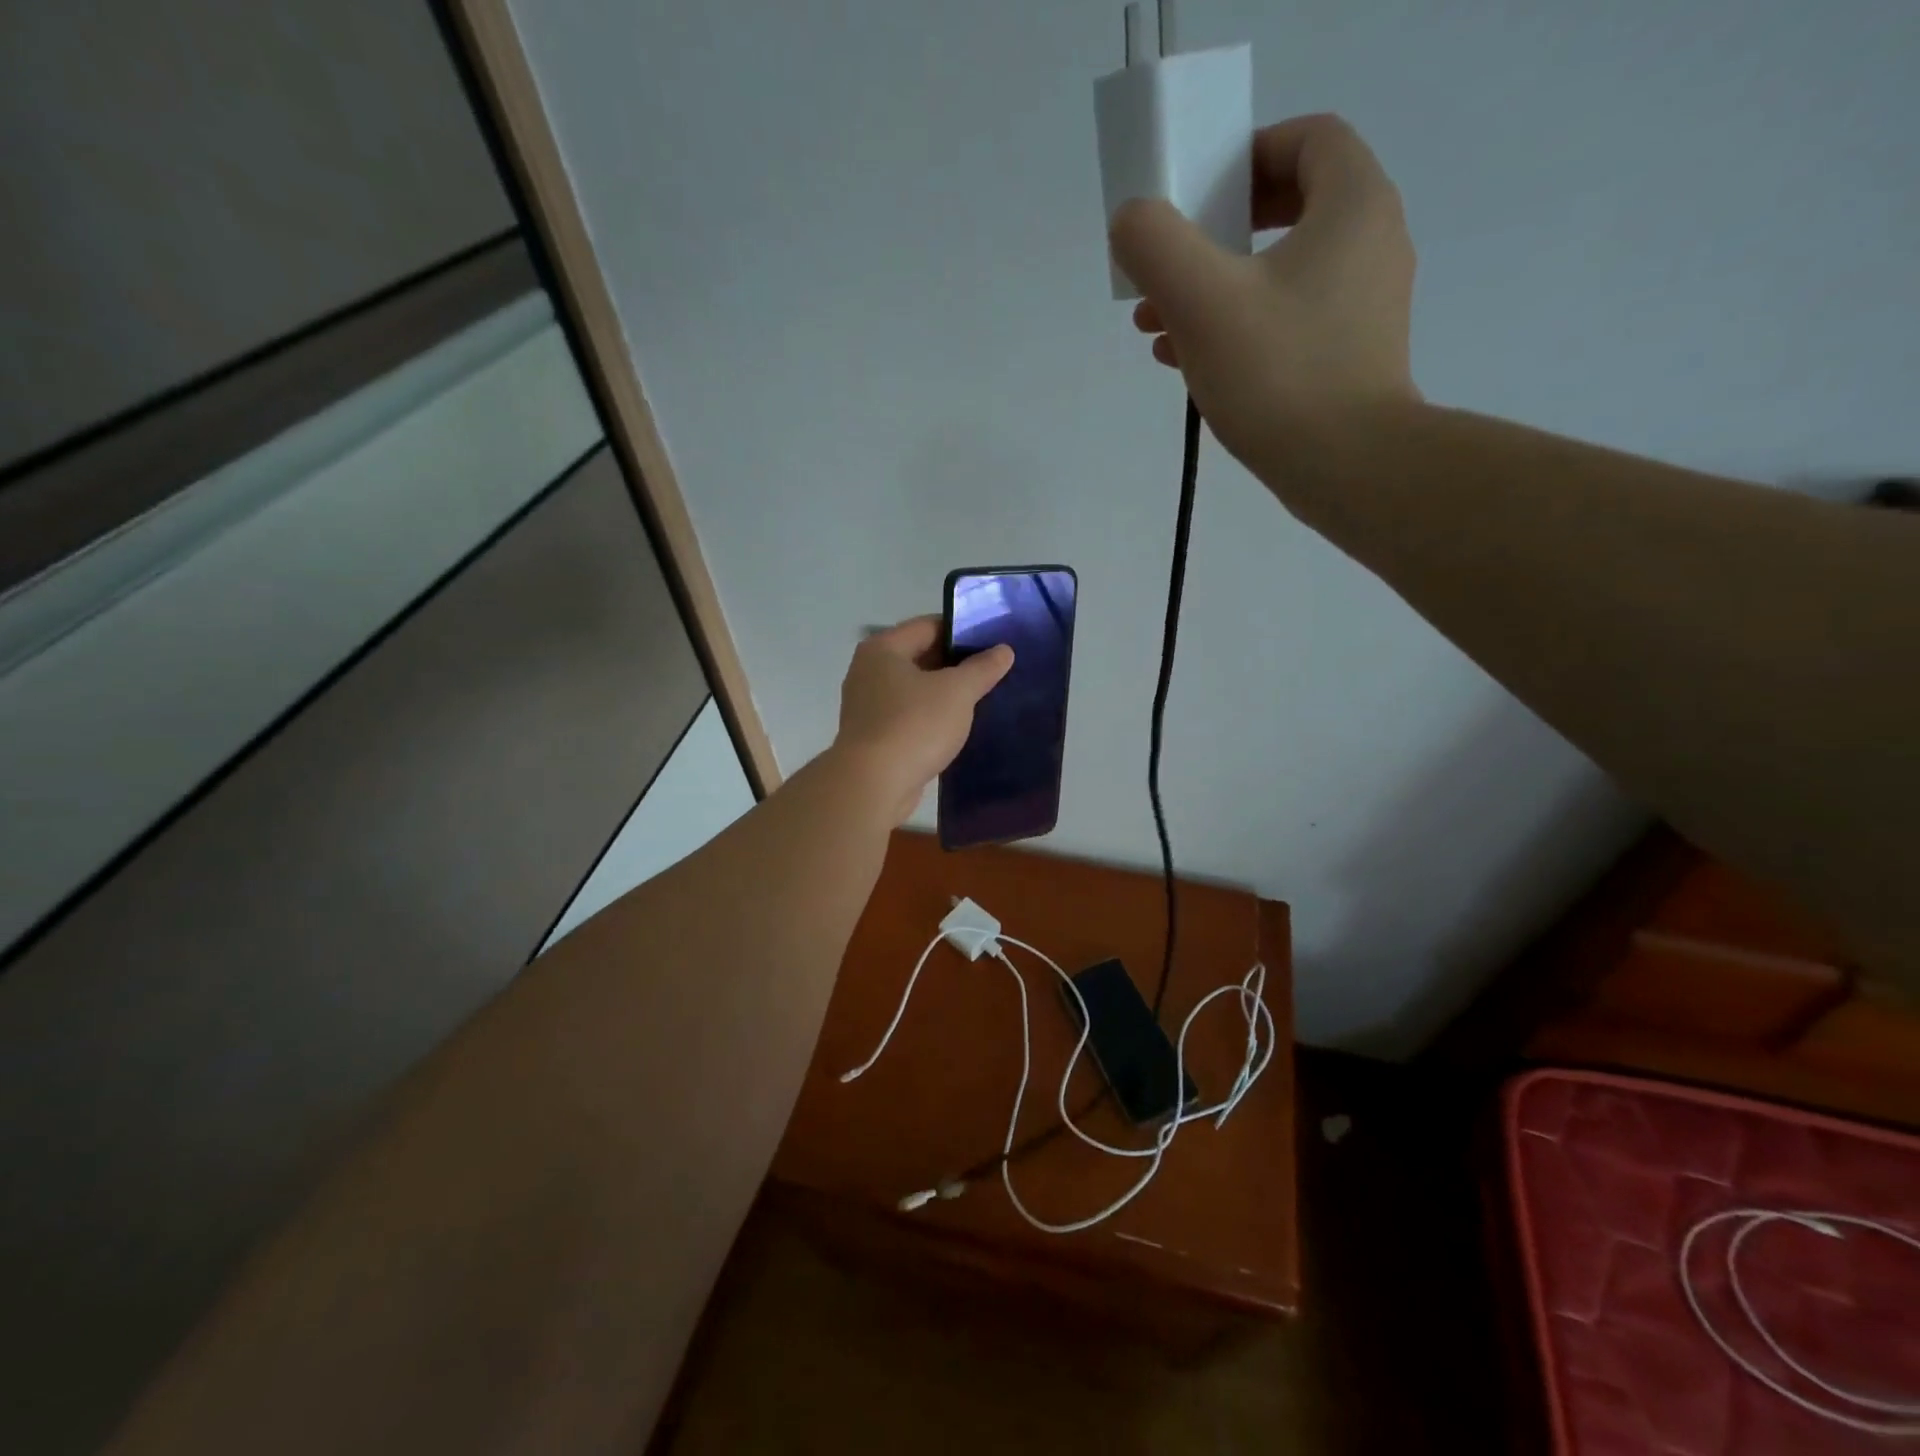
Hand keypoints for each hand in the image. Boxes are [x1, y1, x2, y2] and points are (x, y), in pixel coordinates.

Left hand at [833, 616, 1012, 823]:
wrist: (873, 785)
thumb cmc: (914, 725)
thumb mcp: (957, 692)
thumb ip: (982, 668)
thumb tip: (1003, 650)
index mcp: (883, 649)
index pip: (929, 626)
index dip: (963, 631)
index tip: (994, 641)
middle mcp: (869, 672)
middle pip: (920, 657)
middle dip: (956, 664)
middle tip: (994, 671)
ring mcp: (868, 706)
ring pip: (915, 690)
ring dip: (945, 694)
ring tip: (982, 698)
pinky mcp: (874, 737)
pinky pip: (909, 717)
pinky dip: (931, 719)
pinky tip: (958, 728)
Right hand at [1109, 114, 1417, 500]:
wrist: (1347, 467)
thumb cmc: (1279, 373)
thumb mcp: (1202, 302)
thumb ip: (1157, 247)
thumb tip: (1131, 221)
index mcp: (1352, 204)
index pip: (1307, 139)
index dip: (1247, 154)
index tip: (1198, 193)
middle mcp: (1370, 243)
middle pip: (1289, 208)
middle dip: (1216, 234)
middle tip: (1170, 264)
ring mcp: (1363, 305)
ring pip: (1280, 273)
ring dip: (1216, 288)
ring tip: (1158, 327)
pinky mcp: (1349, 356)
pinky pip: (1287, 320)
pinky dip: (1238, 327)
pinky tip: (1189, 361)